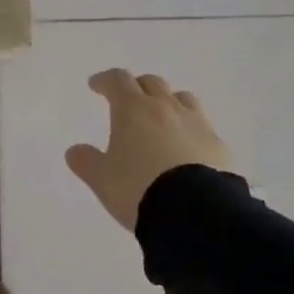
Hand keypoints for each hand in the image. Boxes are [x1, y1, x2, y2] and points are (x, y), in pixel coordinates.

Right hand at [65, 69, 232, 231]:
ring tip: (161, 118)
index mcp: (133, 109)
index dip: (105, 80)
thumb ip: (86, 162)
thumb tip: (75, 151)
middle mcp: (166, 108)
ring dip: (168, 102)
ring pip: (182, 99)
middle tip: (128, 100)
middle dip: (137, 87)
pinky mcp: (219, 146)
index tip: (96, 86)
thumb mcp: (102, 179)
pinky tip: (186, 147)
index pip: (118, 80)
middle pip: (152, 83)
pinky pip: (202, 127)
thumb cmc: (138, 188)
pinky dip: (190, 130)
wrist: (196, 212)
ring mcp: (197, 125)